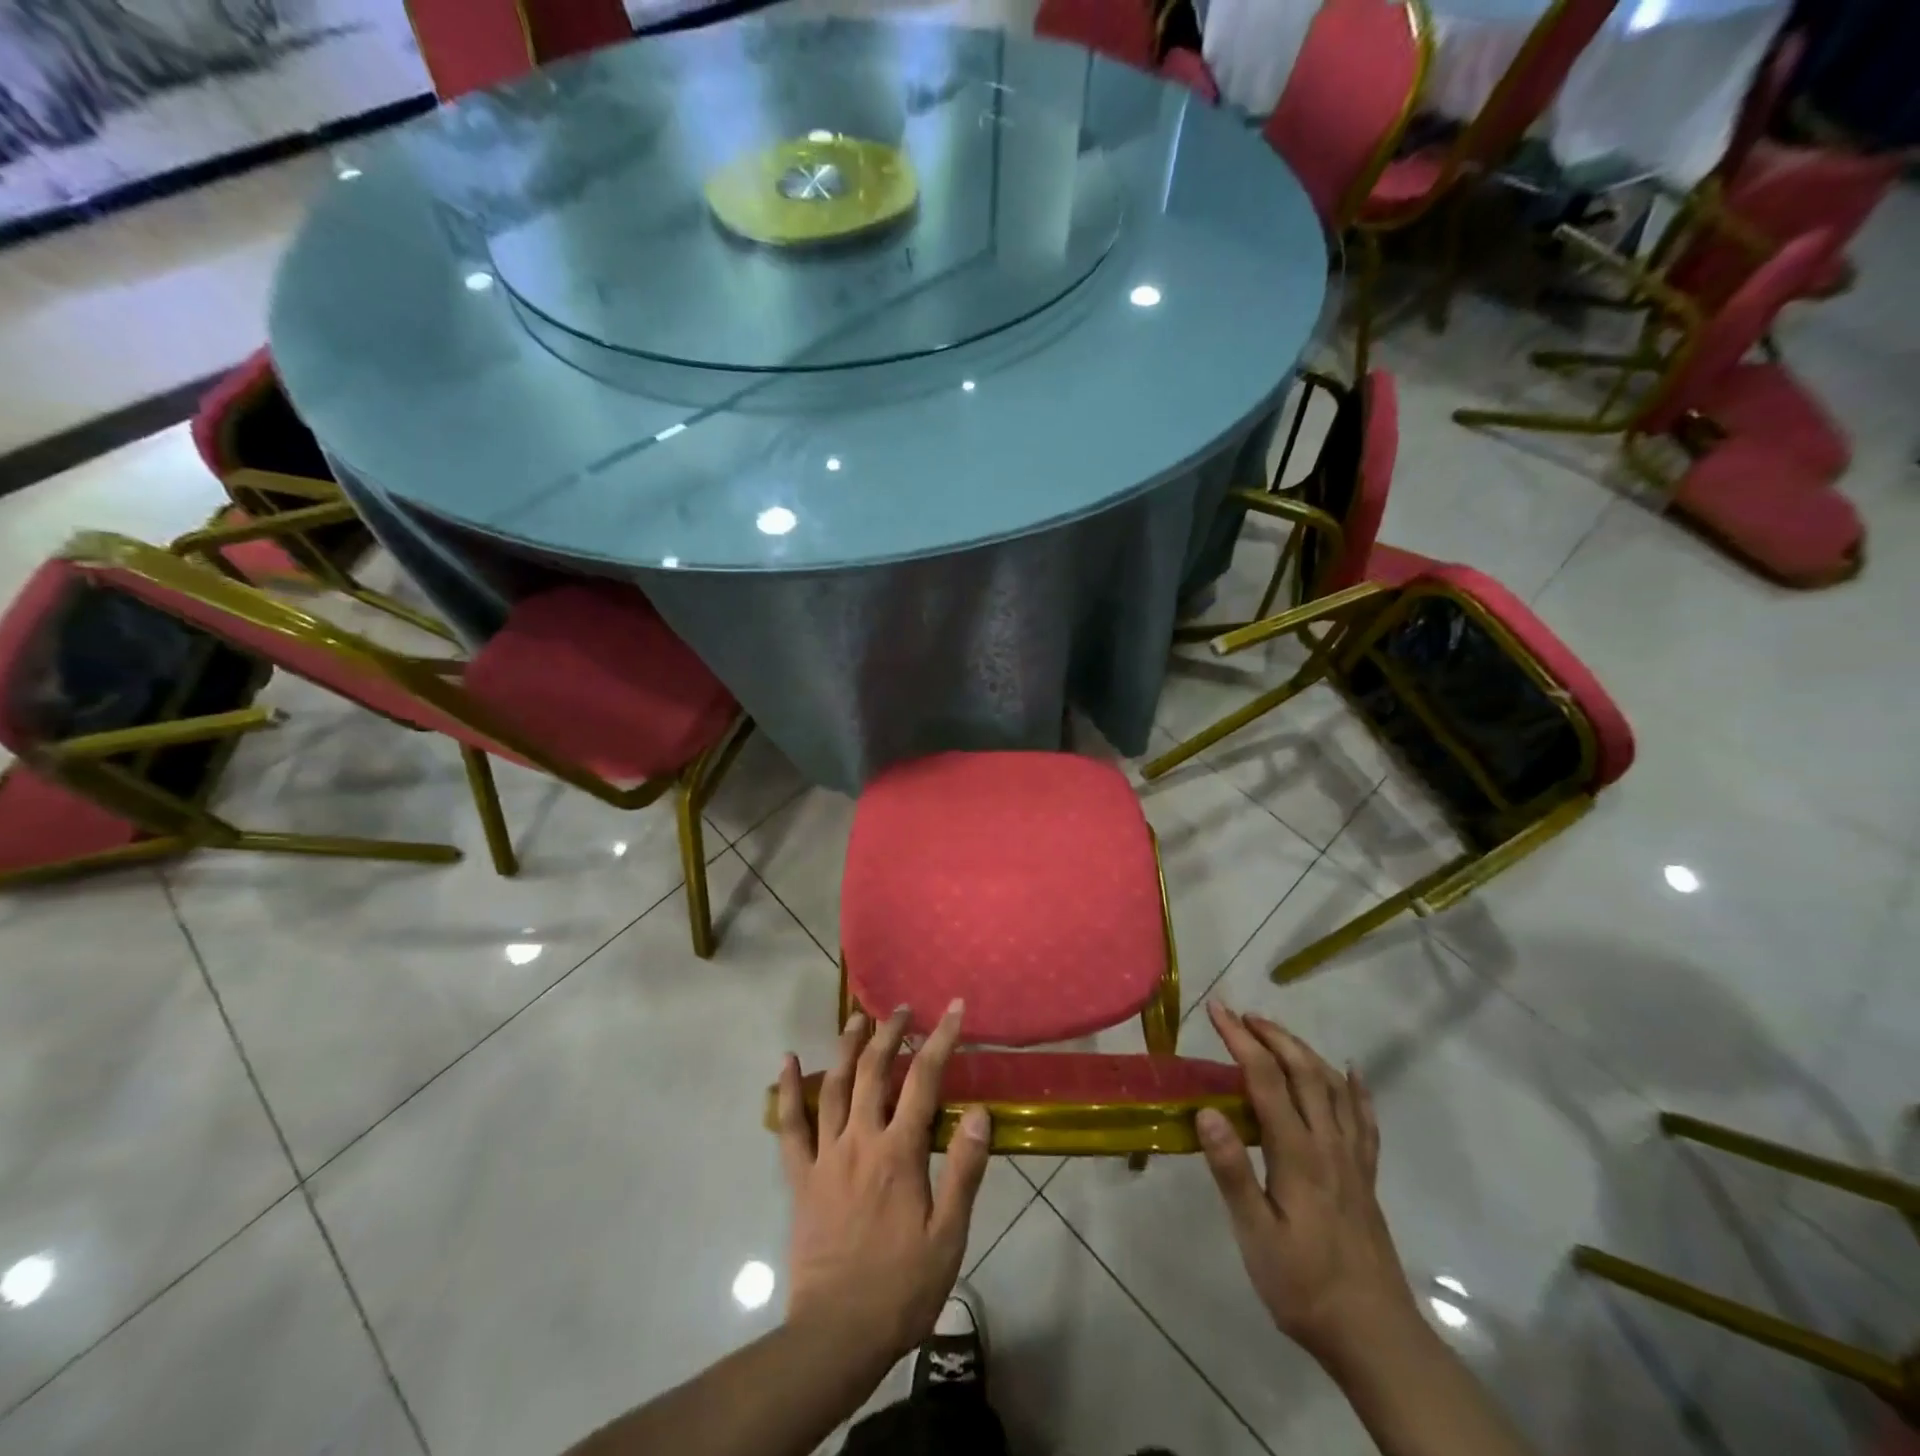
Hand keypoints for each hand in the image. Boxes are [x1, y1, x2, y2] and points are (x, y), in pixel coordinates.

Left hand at [775, 1002, 991, 1366]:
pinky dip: (787, 1090)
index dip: (940, 1039)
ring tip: (856, 1017)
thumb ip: (964, 1171)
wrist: (837, 1335)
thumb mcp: (949, 1237)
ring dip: (847, 1047)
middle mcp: (860, 1141)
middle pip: (875, 1071)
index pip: (924, 1080)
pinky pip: (790, 1126)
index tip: (952, 1009)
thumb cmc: (902, 1288)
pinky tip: (787, 1061)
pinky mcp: (800, 1177)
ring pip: (835, 1086)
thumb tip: (978, 1112)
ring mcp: (826, 1156)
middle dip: (890, 1033)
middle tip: (902, 1009)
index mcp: (899, 1153)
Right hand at [1196, 1001, 1419, 1371]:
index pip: (1266, 1079)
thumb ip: (1232, 1172)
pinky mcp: (1366, 1176)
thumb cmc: (1303, 1286)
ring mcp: (1353, 1159)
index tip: (1216, 1010)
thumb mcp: (1255, 1235)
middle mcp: (1328, 1144)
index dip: (1240, 1039)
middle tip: (1241, 1015)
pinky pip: (1364, 1119)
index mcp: (1298, 1153)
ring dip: (1303, 1050)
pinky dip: (1356, 1088)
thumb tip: (1206, 1112)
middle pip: (1304, 1071)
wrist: (1374, 1336)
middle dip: (1271, 1035)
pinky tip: (1350, 1072)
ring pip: (1333, 1086)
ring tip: (1276, 1034)